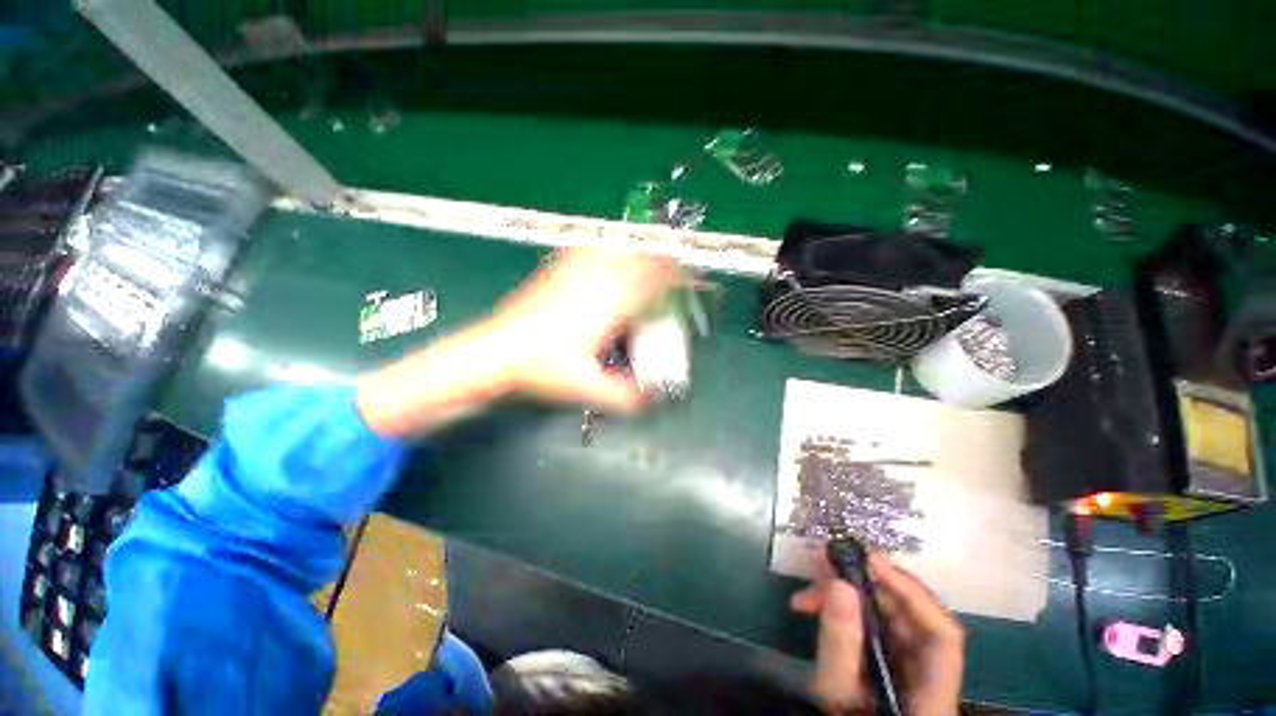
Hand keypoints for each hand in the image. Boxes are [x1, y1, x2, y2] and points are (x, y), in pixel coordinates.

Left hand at [357, 248, 678, 435]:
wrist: (495, 352)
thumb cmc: (543, 368)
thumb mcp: (588, 388)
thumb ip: (624, 397)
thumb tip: (651, 401)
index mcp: (609, 306)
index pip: (652, 280)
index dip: (676, 276)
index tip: (691, 276)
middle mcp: (596, 282)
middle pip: (638, 257)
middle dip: (662, 258)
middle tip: (675, 265)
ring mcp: (574, 272)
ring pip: (616, 247)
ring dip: (637, 248)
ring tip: (649, 252)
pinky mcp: (557, 271)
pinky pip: (589, 249)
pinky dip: (608, 247)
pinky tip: (608, 250)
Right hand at [791, 552, 963, 714]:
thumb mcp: (837, 692)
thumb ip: (840, 644)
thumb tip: (839, 583)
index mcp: (935, 692)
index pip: (943, 633)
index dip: (911, 591)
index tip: (869, 559)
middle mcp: (933, 674)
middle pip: (910, 616)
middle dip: (864, 585)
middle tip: (821, 566)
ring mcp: (913, 667)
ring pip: (889, 616)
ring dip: (848, 595)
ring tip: (807, 593)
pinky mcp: (893, 660)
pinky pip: (875, 625)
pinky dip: (846, 611)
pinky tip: (815, 606)